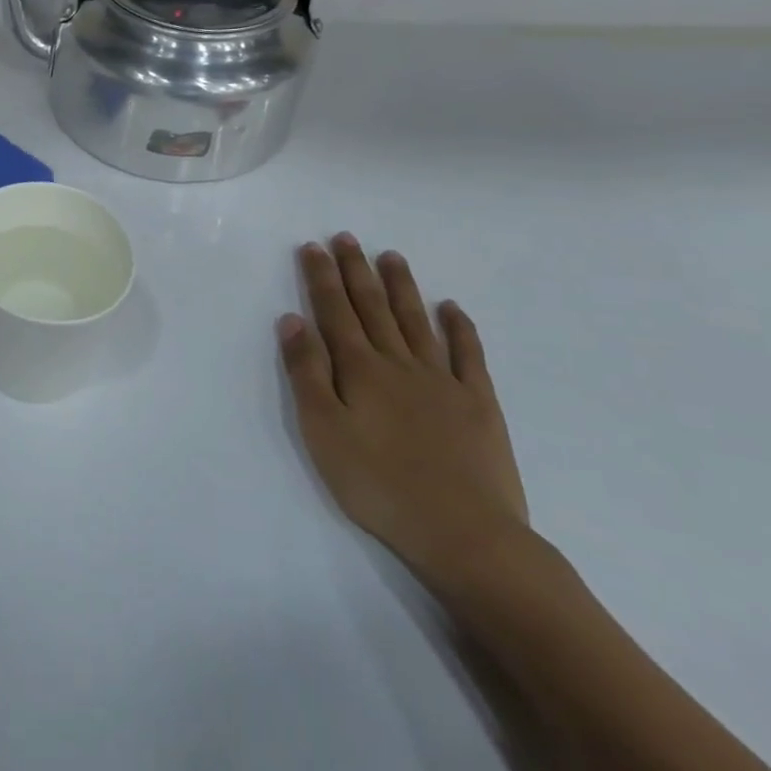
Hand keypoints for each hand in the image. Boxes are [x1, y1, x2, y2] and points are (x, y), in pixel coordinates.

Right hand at [277, 234, 528, 587]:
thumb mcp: (322, 430)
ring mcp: (443, 381)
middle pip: (374, 307)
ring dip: (402, 287)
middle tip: (347, 237)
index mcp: (359, 369)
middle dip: (356, 270)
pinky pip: (468, 355)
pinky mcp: (478, 404)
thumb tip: (292, 319)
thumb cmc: (378, 483)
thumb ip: (306, 371)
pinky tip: (452, 308)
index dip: (322, 277)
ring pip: (417, 321)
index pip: (335, 311)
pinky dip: (460, 328)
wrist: (464, 533)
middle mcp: (399, 363)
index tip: (313, 246)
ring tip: (391, 256)